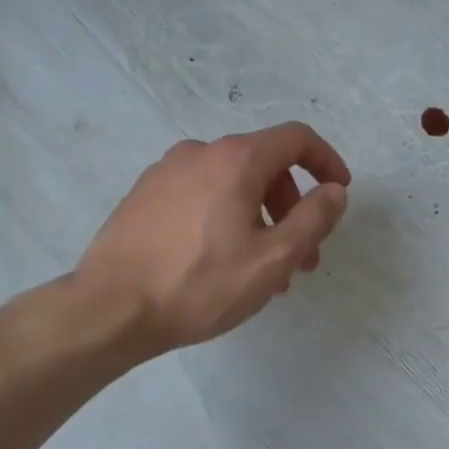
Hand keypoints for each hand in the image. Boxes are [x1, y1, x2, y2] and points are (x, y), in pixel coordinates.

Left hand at [75, 121, 350, 352]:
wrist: (109, 309)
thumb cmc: (199, 284)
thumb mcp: (272, 258)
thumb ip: (313, 219)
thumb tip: (335, 191)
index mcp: (235, 159)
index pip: (296, 138)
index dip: (326, 161)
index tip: (339, 192)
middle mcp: (199, 153)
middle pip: (264, 165)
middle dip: (292, 206)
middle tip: (302, 257)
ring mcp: (166, 172)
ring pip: (231, 185)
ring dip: (260, 219)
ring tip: (264, 272)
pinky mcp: (144, 196)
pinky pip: (201, 196)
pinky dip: (226, 218)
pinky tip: (222, 263)